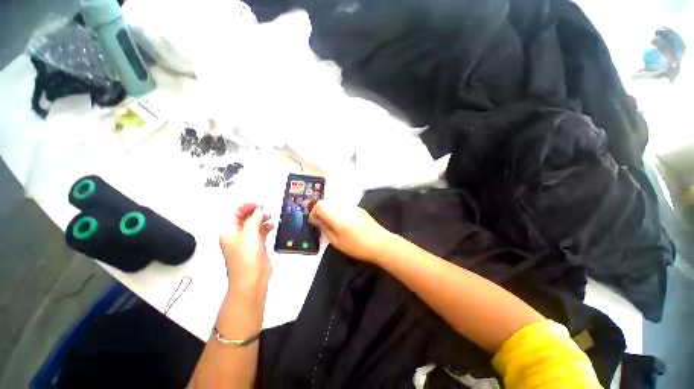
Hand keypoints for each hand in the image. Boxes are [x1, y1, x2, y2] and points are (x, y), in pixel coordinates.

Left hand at [220, 204, 273, 292]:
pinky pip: (261, 233)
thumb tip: (259, 210)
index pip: (235, 214)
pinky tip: (271, 227)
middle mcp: (236, 236)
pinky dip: (266, 228)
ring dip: (261, 219)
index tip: (258, 204)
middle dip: (255, 212)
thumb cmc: (245, 259)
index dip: (246, 207)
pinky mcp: (256, 247)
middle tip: (265, 209)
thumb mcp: (249, 234)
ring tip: (269, 217)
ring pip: (254, 225)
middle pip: (245, 219)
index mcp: (229, 232)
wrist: (252, 279)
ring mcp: (247, 242)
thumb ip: (254, 219)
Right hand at [309, 201, 392, 262]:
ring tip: (334, 225)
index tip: (314, 222)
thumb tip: (319, 221)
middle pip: (327, 203)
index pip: (319, 205)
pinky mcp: (360, 209)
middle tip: (323, 225)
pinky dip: (340, 213)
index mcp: (337, 215)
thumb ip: (325, 229)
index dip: (314, 213)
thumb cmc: (357, 246)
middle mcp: (344, 207)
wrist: (381, 243)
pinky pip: (344, 208)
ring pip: (336, 205)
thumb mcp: (337, 242)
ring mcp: (353, 207)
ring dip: (331, 212)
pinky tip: (345, 224)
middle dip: (322, 212)